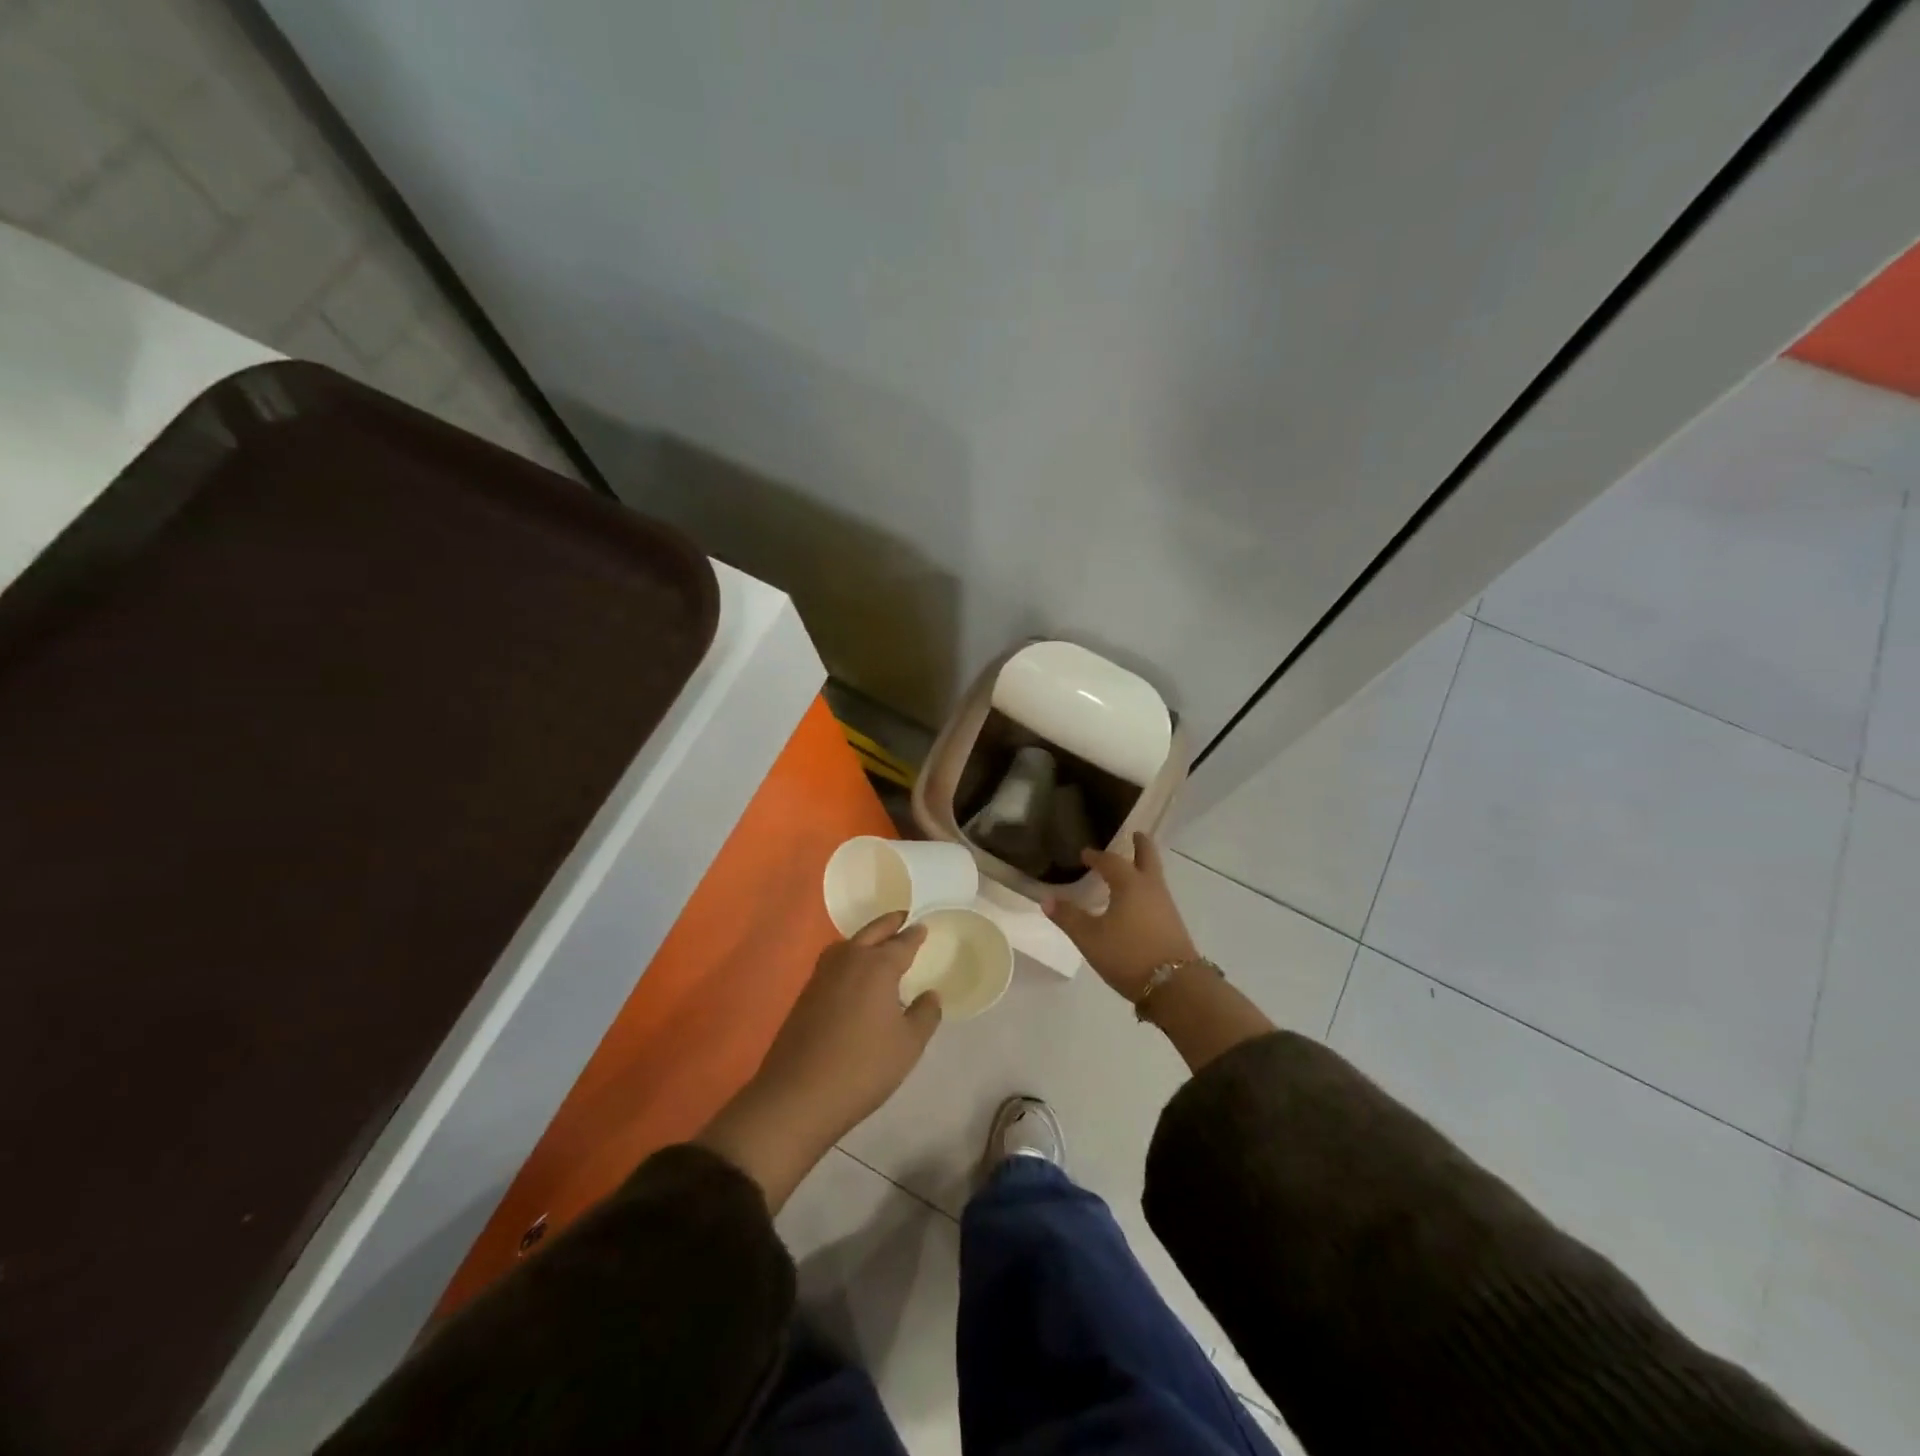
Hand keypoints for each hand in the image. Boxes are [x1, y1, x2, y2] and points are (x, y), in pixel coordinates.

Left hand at [699, 912, 941, 1210]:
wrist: (798, 1095)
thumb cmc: (863, 1067)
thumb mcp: (908, 1045)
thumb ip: (925, 1015)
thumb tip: (931, 995)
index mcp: (878, 966)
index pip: (902, 943)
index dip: (915, 935)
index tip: (923, 927)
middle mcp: (849, 960)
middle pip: (872, 932)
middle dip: (889, 924)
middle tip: (903, 918)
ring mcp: (822, 976)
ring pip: (848, 945)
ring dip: (865, 939)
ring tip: (878, 945)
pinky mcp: (805, 995)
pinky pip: (834, 964)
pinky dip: (848, 959)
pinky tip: (854, 977)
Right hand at [1044, 832, 1198, 1000]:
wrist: (1176, 986)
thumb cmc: (1128, 955)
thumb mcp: (1090, 938)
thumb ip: (1068, 917)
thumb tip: (1047, 899)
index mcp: (1129, 884)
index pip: (1111, 861)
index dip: (1096, 856)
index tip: (1085, 854)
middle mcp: (1151, 888)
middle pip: (1147, 858)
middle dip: (1140, 845)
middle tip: (1135, 834)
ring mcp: (1166, 906)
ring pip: (1155, 876)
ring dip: (1144, 867)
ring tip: (1132, 868)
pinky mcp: (1173, 924)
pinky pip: (1157, 895)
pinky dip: (1147, 888)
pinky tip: (1138, 902)